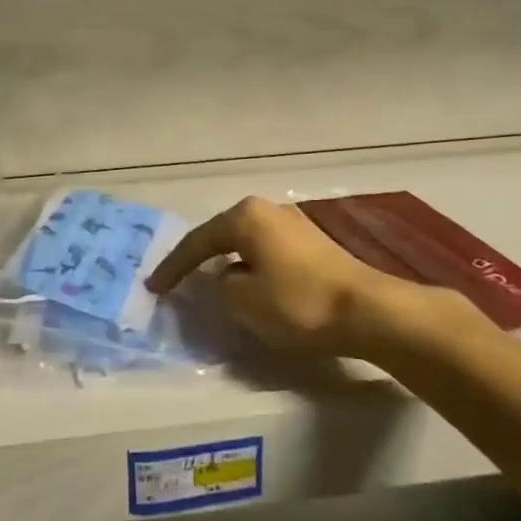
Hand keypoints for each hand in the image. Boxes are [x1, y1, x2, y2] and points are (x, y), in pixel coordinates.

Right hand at [146, 196, 484, 359]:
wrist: (367, 311)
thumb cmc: (298, 302)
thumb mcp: (244, 300)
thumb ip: (221, 286)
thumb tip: (224, 278)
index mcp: (245, 216)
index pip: (197, 242)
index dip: (172, 267)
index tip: (153, 287)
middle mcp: (266, 210)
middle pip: (221, 235)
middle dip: (198, 259)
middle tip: (176, 281)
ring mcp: (292, 224)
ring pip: (245, 243)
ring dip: (226, 263)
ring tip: (208, 284)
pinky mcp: (311, 244)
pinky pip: (266, 252)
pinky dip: (250, 267)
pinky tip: (248, 284)